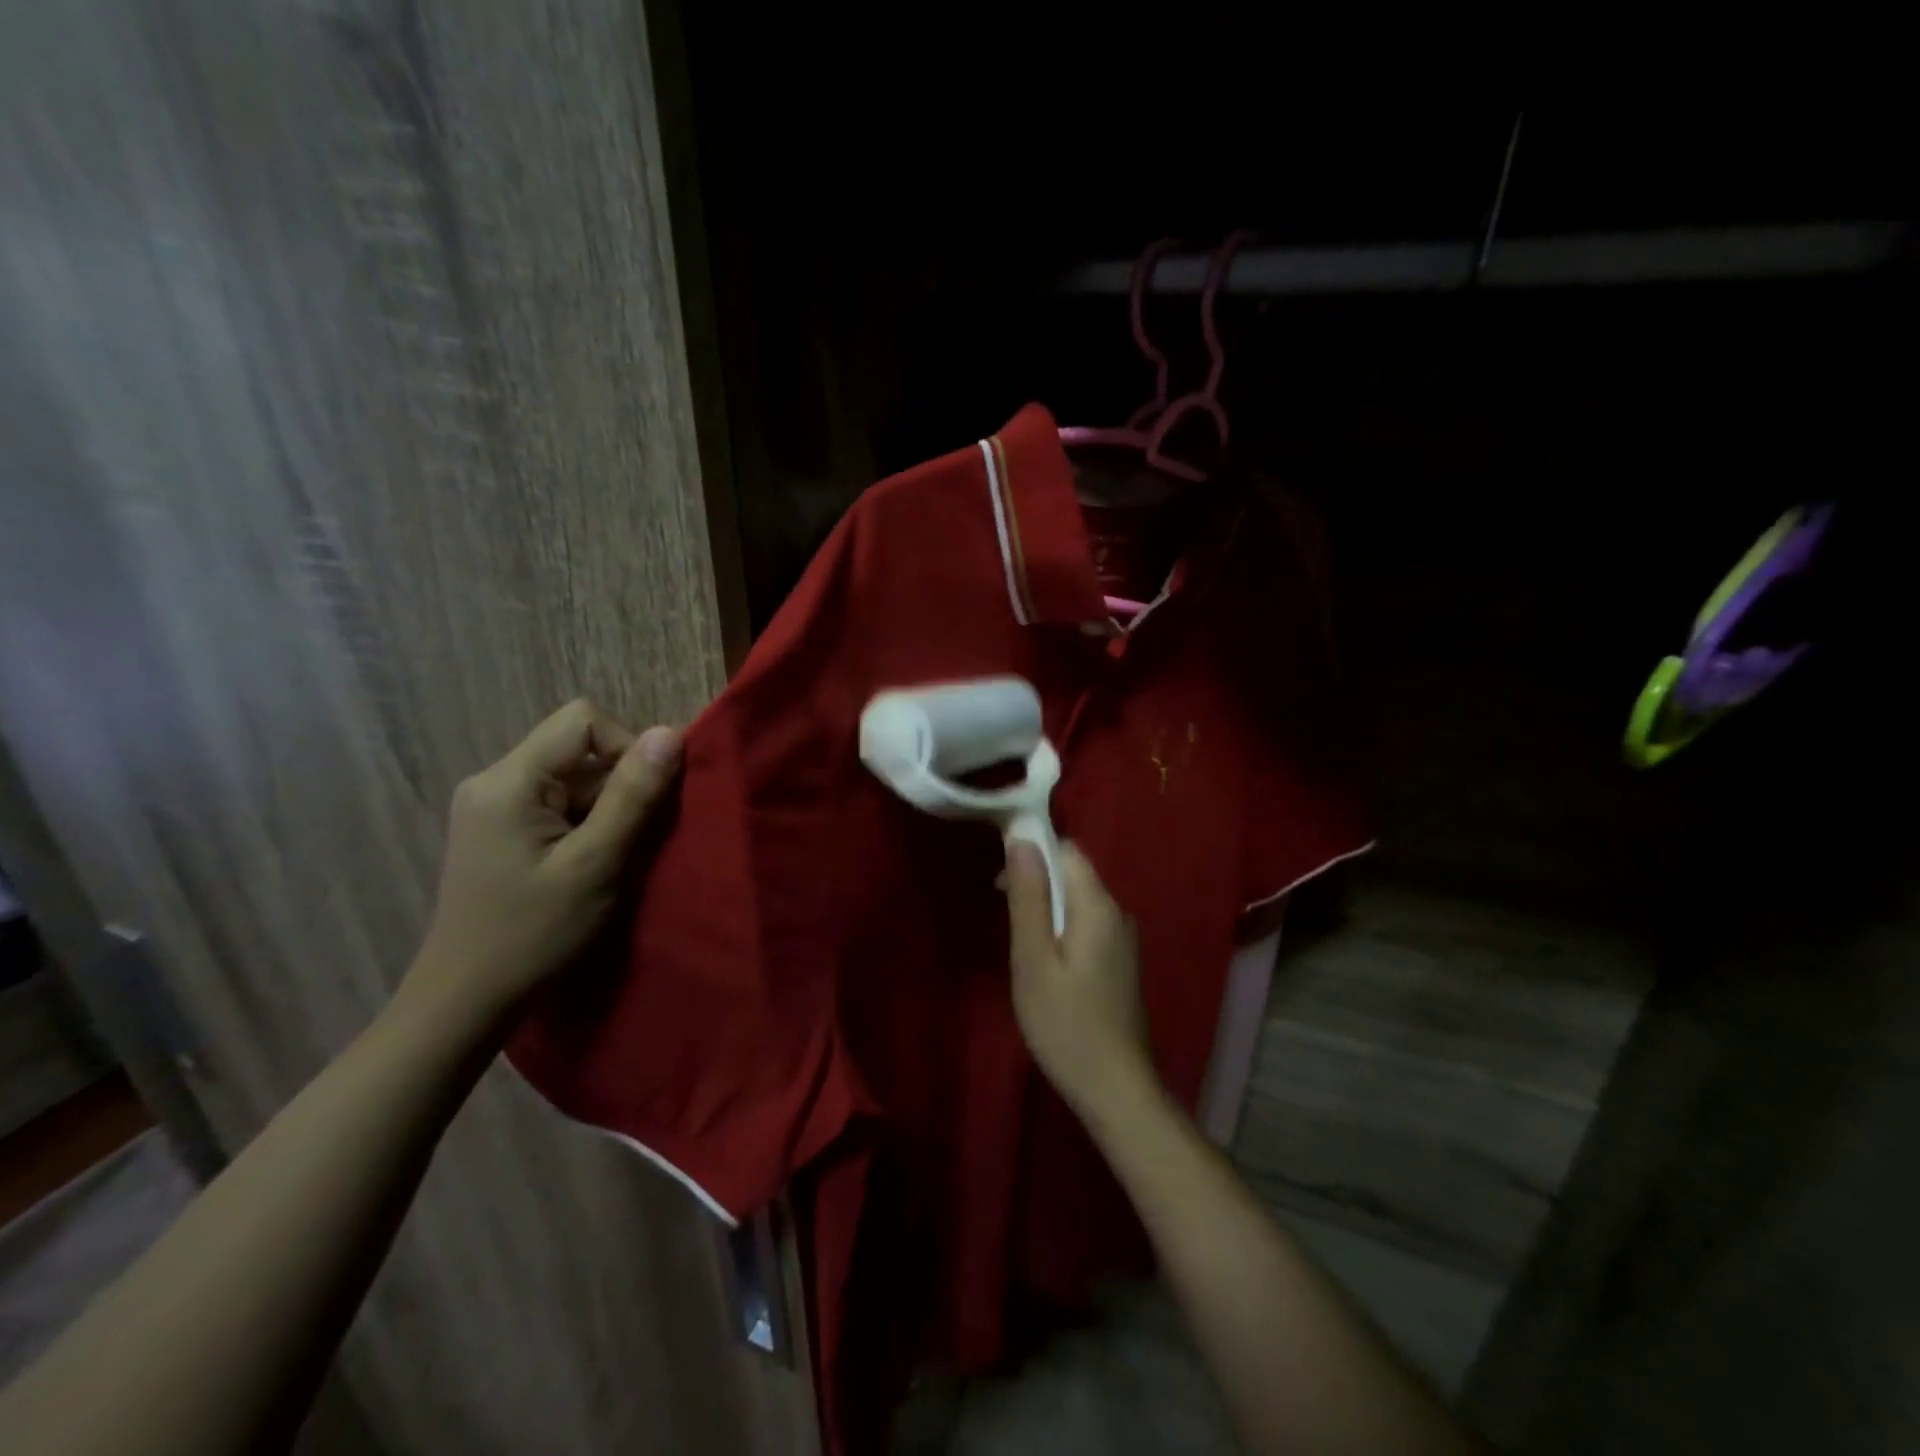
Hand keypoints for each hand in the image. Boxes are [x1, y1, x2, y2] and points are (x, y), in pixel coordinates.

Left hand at [412, 699, 682, 1018]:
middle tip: (634, 839)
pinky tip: (591, 864)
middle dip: (620, 785)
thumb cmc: (534, 934)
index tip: (647, 800)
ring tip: (612, 859)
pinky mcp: (499, 830)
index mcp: (509, 781)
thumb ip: (633, 796)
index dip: (628, 748)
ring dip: (606, 808)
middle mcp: (494, 781)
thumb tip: (671, 733)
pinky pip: (558, 803)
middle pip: (578, 749)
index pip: (583, 722)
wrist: (465, 1001)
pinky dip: (587, 824)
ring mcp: (493, 806)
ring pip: (573, 778)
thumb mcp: (596, 864)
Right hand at [1003, 840, 1153, 1114]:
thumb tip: (1022, 838)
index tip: (1001, 878)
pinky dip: (1061, 929)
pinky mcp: (1121, 963)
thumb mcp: (1033, 959)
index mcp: (1098, 906)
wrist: (1115, 1089)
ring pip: (1078, 901)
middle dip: (1036, 881)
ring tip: (1020, 943)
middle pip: (1073, 874)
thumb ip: (1028, 897)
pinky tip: (1046, 964)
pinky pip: (1087, 925)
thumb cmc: (1065, 1024)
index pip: (1067, 850)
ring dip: (1046, 907)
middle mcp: (1118, 913)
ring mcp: (1123, 940)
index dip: (1032, 851)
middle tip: (1003, 913)